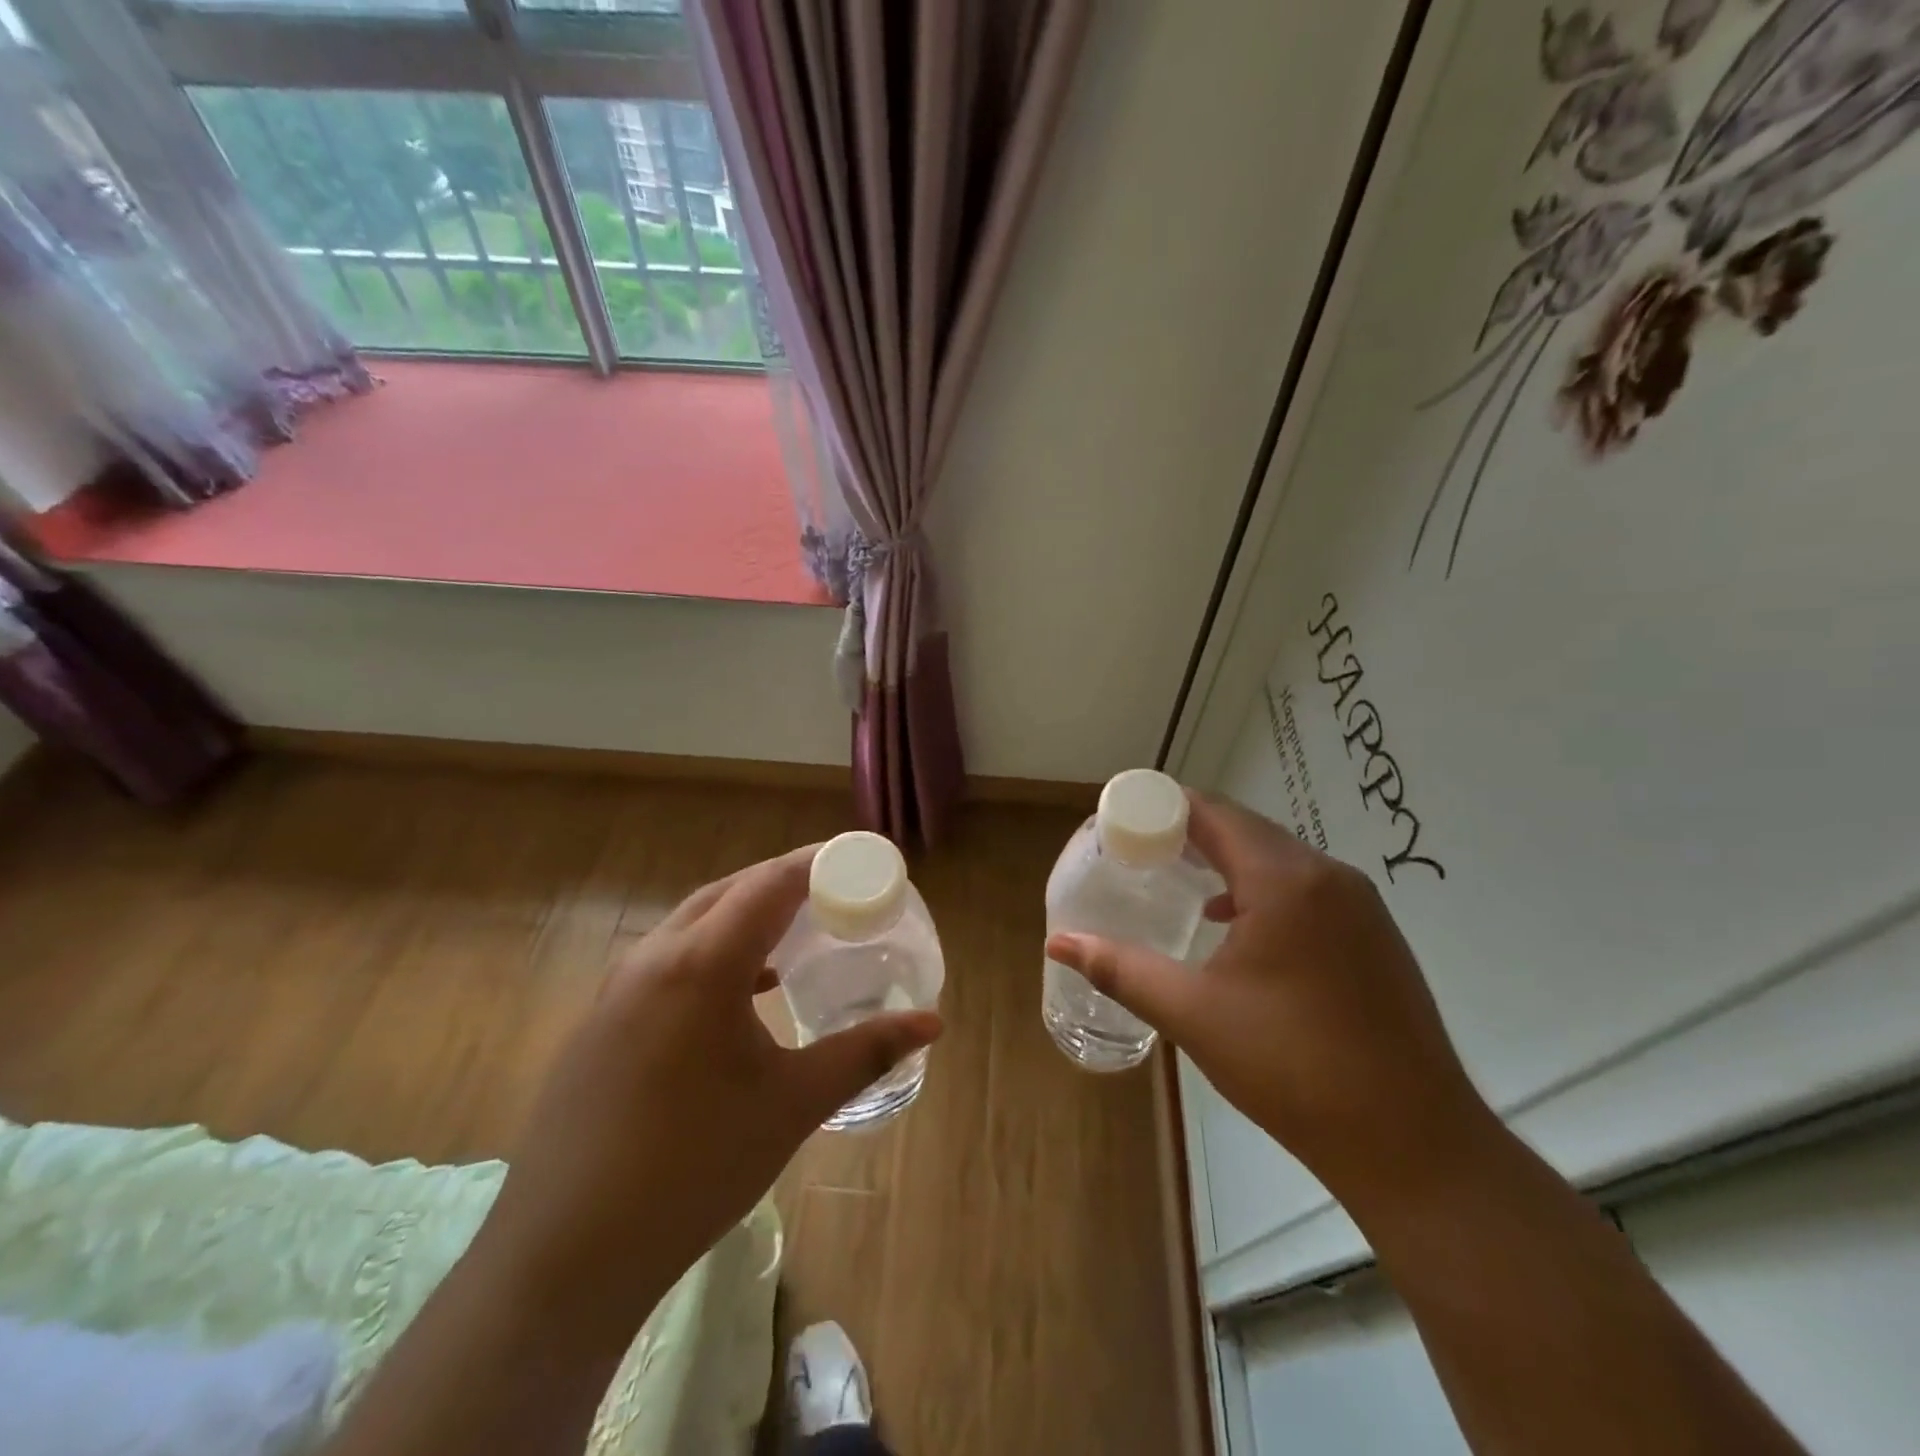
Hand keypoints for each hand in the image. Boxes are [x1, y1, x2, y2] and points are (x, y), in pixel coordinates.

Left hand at [482, 845, 942, 1328]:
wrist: (565, 1256)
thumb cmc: (693, 1168)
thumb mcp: (793, 1104)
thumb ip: (865, 1052)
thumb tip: (933, 1021)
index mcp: (702, 964)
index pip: (770, 883)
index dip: (818, 862)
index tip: (860, 857)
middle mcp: (655, 957)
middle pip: (730, 890)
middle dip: (785, 880)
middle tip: (837, 890)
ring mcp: (619, 987)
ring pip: (694, 920)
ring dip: (746, 912)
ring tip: (797, 929)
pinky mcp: (602, 1019)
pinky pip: (670, 956)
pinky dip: (715, 948)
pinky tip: (745, 988)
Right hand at [1047, 792, 1490, 1200]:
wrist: (1414, 1143)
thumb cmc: (1293, 1067)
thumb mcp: (1193, 1014)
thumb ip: (1121, 968)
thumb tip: (1058, 942)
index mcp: (1285, 881)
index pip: (1214, 814)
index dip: (1164, 807)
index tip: (1122, 820)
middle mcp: (1328, 876)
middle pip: (1247, 830)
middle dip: (1190, 831)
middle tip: (1138, 850)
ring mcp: (1360, 905)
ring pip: (1278, 858)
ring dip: (1227, 859)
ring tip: (1177, 878)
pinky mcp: (1374, 936)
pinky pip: (1305, 888)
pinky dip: (1260, 888)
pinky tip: (1233, 925)